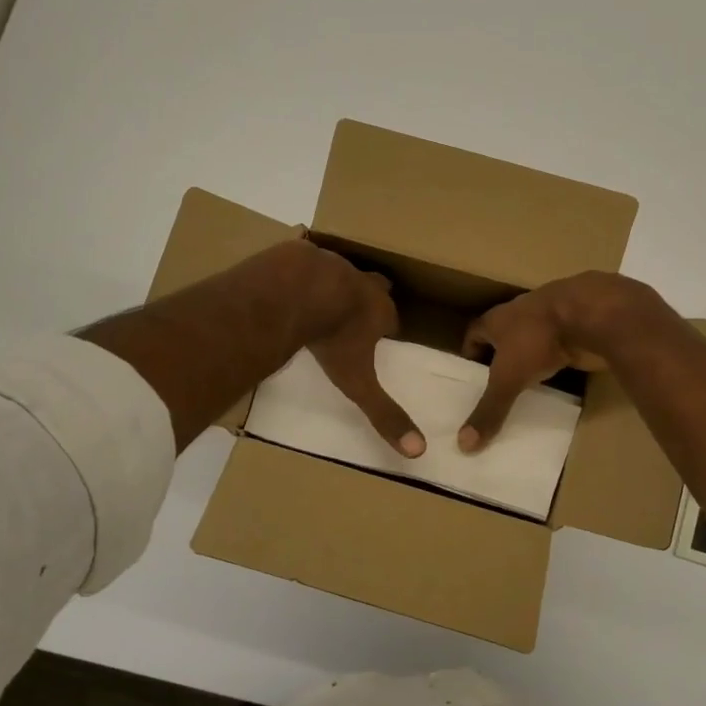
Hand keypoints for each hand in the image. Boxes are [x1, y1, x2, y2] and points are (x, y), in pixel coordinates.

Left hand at [301, 242, 425, 458]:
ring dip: (334, 283)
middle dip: (370, 296)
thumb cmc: (333, 338)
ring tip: (318, 299)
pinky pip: (305, 260)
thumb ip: (384, 414)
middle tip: (355, 311)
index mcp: (379, 310)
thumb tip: (418, 451)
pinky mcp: (302, 254)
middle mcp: (361, 283)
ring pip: (340, 271)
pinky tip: (286, 283)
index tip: (382, 336)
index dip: (387, 327)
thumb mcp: (358, 382)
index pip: (392, 318)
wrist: (296, 291)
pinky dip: (300, 271)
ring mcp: (331, 263)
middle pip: (375, 285)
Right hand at [458, 271, 672, 451]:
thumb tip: (464, 445)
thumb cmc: (538, 339)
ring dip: (529, 357)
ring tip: (525, 386)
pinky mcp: (576, 328)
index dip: (471, 353)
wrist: (592, 314)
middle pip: (504, 335)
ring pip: (533, 338)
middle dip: (500, 357)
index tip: (470, 376)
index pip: (475, 332)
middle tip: (496, 386)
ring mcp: (551, 318)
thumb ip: (490, 409)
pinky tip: (557, 377)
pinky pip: (559, 345)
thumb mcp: (508, 378)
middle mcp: (521, 313)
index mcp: (497, 318)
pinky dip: (556, 359)